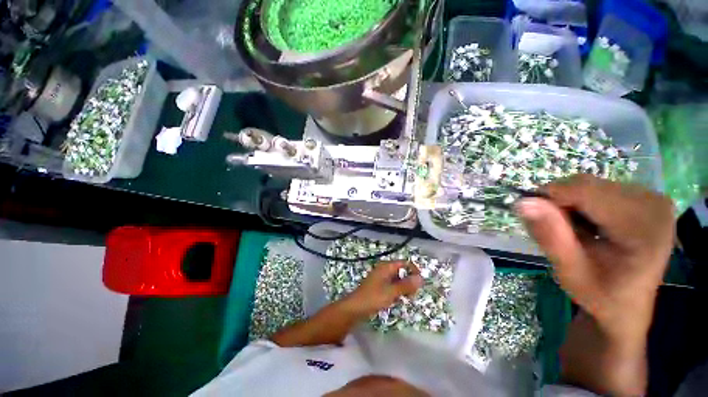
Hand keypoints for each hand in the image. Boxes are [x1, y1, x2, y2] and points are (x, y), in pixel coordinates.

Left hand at [342, 261, 423, 317]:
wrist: (355, 308)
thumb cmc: (373, 298)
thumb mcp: (391, 292)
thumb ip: (406, 285)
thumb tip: (421, 278)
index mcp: (386, 267)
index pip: (404, 263)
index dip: (413, 271)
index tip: (420, 283)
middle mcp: (384, 270)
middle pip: (401, 271)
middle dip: (409, 280)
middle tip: (413, 293)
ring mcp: (381, 278)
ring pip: (397, 279)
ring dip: (403, 287)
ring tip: (406, 298)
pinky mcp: (379, 286)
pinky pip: (392, 285)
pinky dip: (397, 291)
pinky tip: (397, 300)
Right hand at [515, 174, 673, 338]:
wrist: (627, 304)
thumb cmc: (600, 294)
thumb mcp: (569, 272)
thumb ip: (550, 236)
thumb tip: (523, 202)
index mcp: (644, 227)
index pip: (585, 191)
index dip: (550, 199)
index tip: (535, 220)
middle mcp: (653, 203)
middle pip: (587, 185)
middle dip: (561, 204)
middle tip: (558, 233)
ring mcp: (652, 198)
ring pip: (589, 184)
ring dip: (570, 204)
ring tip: (574, 232)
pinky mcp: (645, 197)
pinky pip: (598, 187)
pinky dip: (581, 203)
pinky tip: (588, 225)